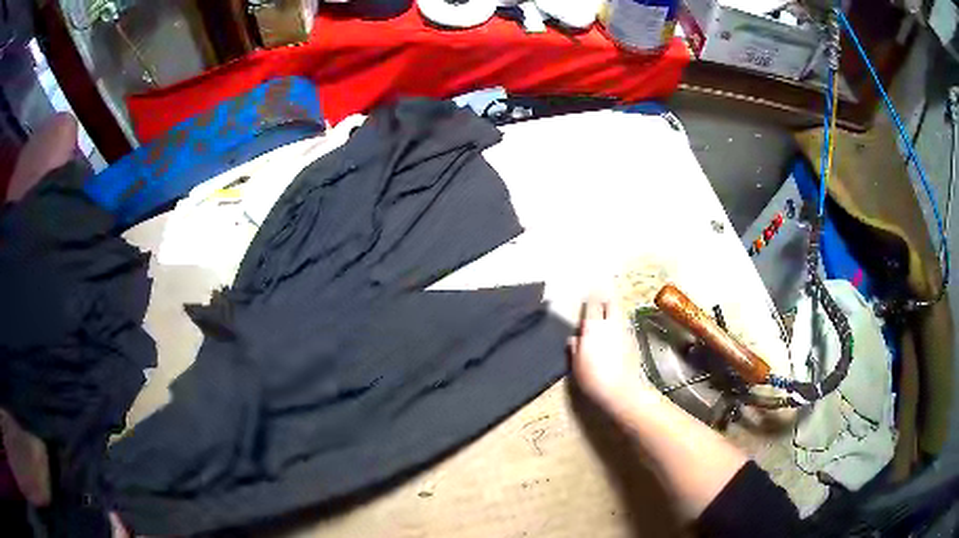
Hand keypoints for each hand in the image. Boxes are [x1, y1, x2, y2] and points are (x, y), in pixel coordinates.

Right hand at [567, 296, 648, 412]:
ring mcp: (625, 332)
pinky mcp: (634, 342)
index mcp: (593, 327)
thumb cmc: (592, 378)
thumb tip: (574, 338)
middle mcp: (610, 324)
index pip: (592, 304)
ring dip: (614, 314)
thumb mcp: (576, 364)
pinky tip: (616, 338)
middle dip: (605, 301)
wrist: (619, 391)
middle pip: (611, 303)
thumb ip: (574, 347)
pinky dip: (620, 327)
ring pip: (620, 315)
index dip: (589, 301)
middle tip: (600, 304)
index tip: (586, 300)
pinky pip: (626, 327)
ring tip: (607, 321)